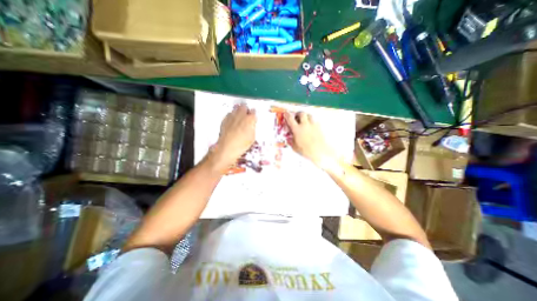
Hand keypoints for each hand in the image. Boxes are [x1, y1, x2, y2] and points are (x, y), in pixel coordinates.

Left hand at [209, 105, 255, 170]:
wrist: (227, 147)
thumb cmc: (241, 144)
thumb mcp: (252, 138)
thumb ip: (252, 128)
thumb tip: (251, 126)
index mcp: (250, 119)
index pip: (254, 111)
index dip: (253, 115)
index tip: (253, 118)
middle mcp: (241, 115)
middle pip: (244, 107)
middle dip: (246, 110)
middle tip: (246, 116)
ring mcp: (232, 116)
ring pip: (236, 109)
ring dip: (238, 112)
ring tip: (239, 119)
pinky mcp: (225, 119)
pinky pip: (229, 114)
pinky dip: (232, 116)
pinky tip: (232, 123)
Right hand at [283, 110, 335, 171]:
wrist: (320, 152)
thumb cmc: (306, 151)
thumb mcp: (295, 147)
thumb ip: (291, 141)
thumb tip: (289, 138)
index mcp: (297, 129)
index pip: (290, 119)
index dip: (287, 115)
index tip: (286, 113)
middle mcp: (305, 125)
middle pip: (301, 113)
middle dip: (298, 114)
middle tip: (296, 117)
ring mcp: (313, 125)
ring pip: (309, 115)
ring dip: (306, 116)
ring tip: (304, 121)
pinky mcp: (319, 127)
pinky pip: (315, 121)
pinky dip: (312, 121)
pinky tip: (311, 127)